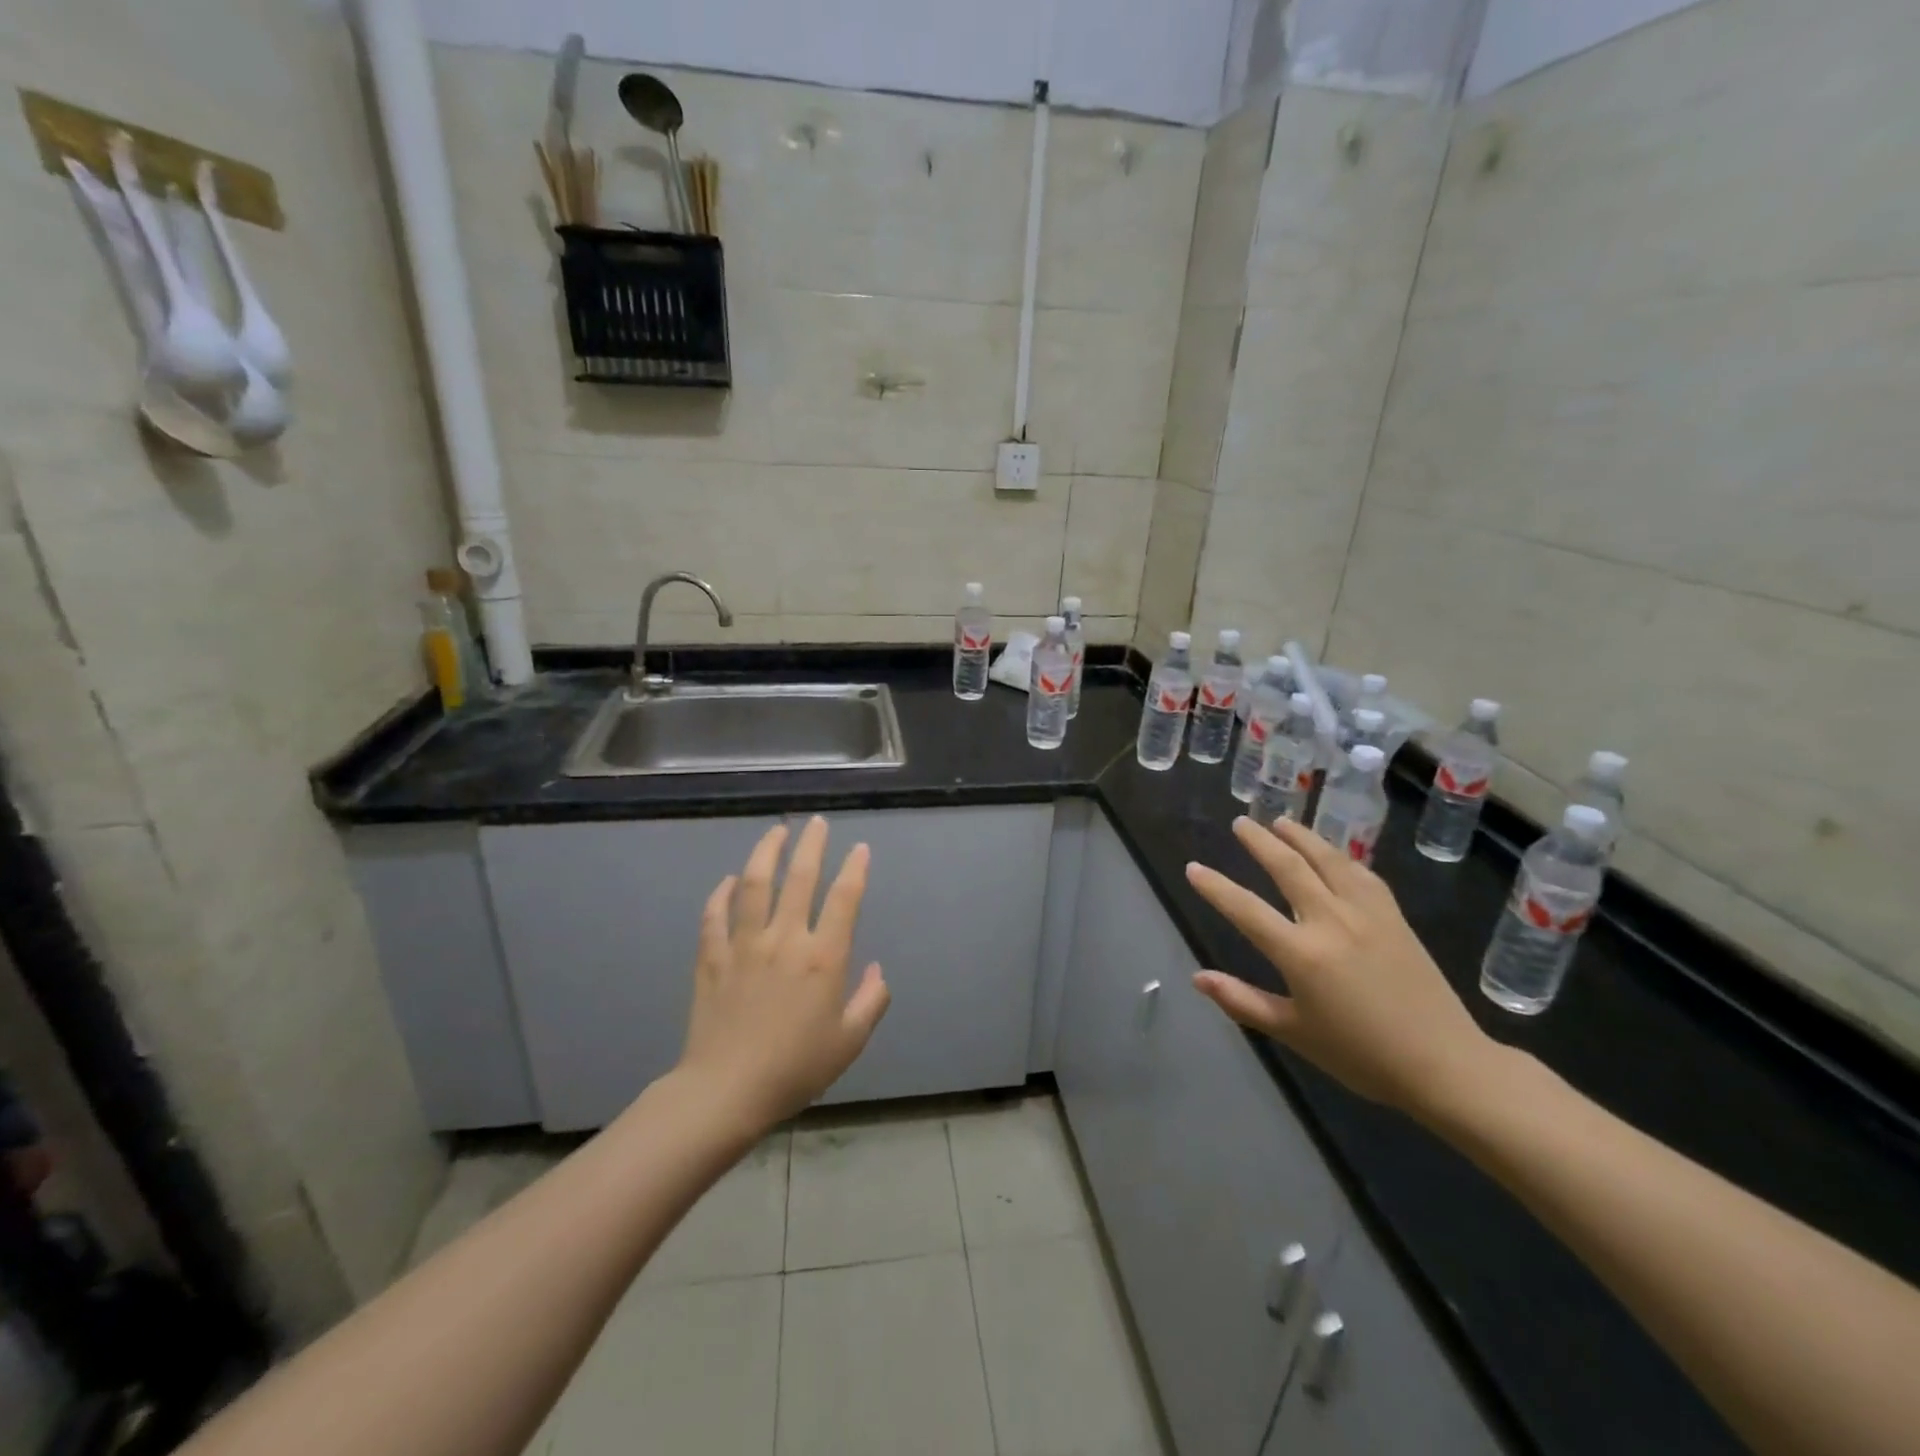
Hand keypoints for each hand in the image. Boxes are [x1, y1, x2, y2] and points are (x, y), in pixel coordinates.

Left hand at [678, 817, 890, 1131]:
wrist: (726, 1091)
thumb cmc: (796, 1068)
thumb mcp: (849, 1041)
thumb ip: (871, 1001)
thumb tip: (878, 970)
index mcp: (823, 958)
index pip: (844, 899)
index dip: (855, 869)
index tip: (860, 849)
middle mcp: (785, 939)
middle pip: (800, 877)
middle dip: (812, 845)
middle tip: (817, 823)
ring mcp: (744, 944)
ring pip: (755, 884)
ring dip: (766, 852)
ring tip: (776, 832)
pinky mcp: (712, 957)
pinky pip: (715, 915)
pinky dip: (722, 893)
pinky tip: (729, 881)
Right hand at [1185, 816, 1500, 1121]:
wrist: (1445, 1065)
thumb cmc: (1361, 1055)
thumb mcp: (1294, 1033)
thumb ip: (1242, 1001)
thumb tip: (1198, 977)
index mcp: (1301, 954)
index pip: (1246, 909)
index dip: (1215, 887)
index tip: (1193, 868)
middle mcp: (1331, 922)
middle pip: (1288, 867)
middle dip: (1260, 841)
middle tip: (1241, 823)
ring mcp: (1367, 914)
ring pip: (1327, 860)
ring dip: (1301, 836)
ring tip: (1281, 821)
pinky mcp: (1394, 917)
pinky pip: (1362, 874)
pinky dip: (1340, 857)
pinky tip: (1333, 854)